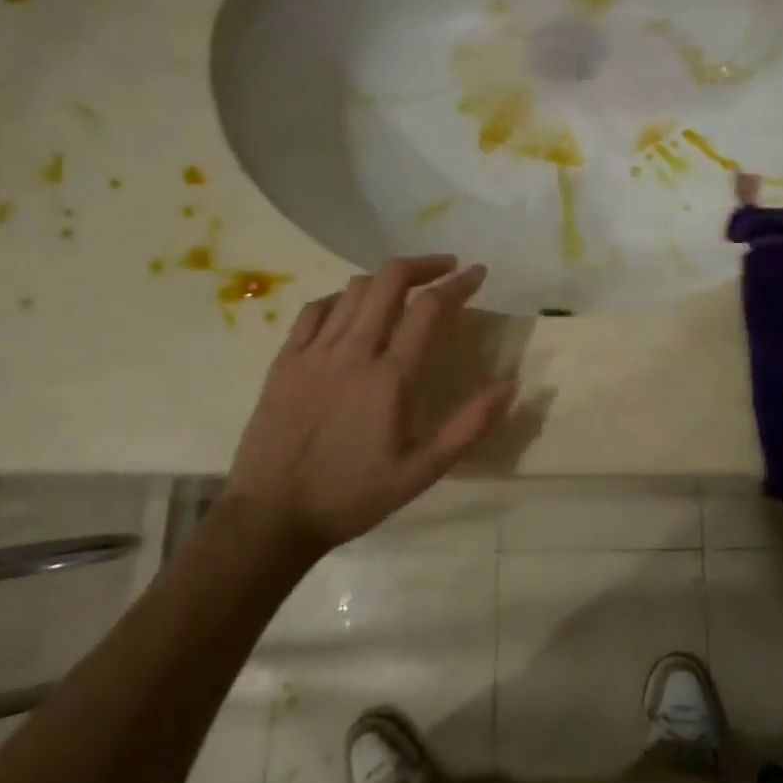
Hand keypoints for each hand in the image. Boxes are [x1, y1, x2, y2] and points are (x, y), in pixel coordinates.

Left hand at [225, 255, 516, 555]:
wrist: (273, 516)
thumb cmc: (353, 496)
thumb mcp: (423, 472)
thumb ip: (469, 426)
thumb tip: (510, 385)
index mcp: (390, 377)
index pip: (430, 309)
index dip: (458, 284)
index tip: (477, 273)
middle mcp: (352, 352)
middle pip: (389, 281)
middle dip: (424, 265)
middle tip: (446, 270)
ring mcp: (313, 352)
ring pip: (353, 290)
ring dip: (386, 280)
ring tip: (406, 290)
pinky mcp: (285, 361)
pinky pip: (315, 310)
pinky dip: (342, 299)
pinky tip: (352, 309)